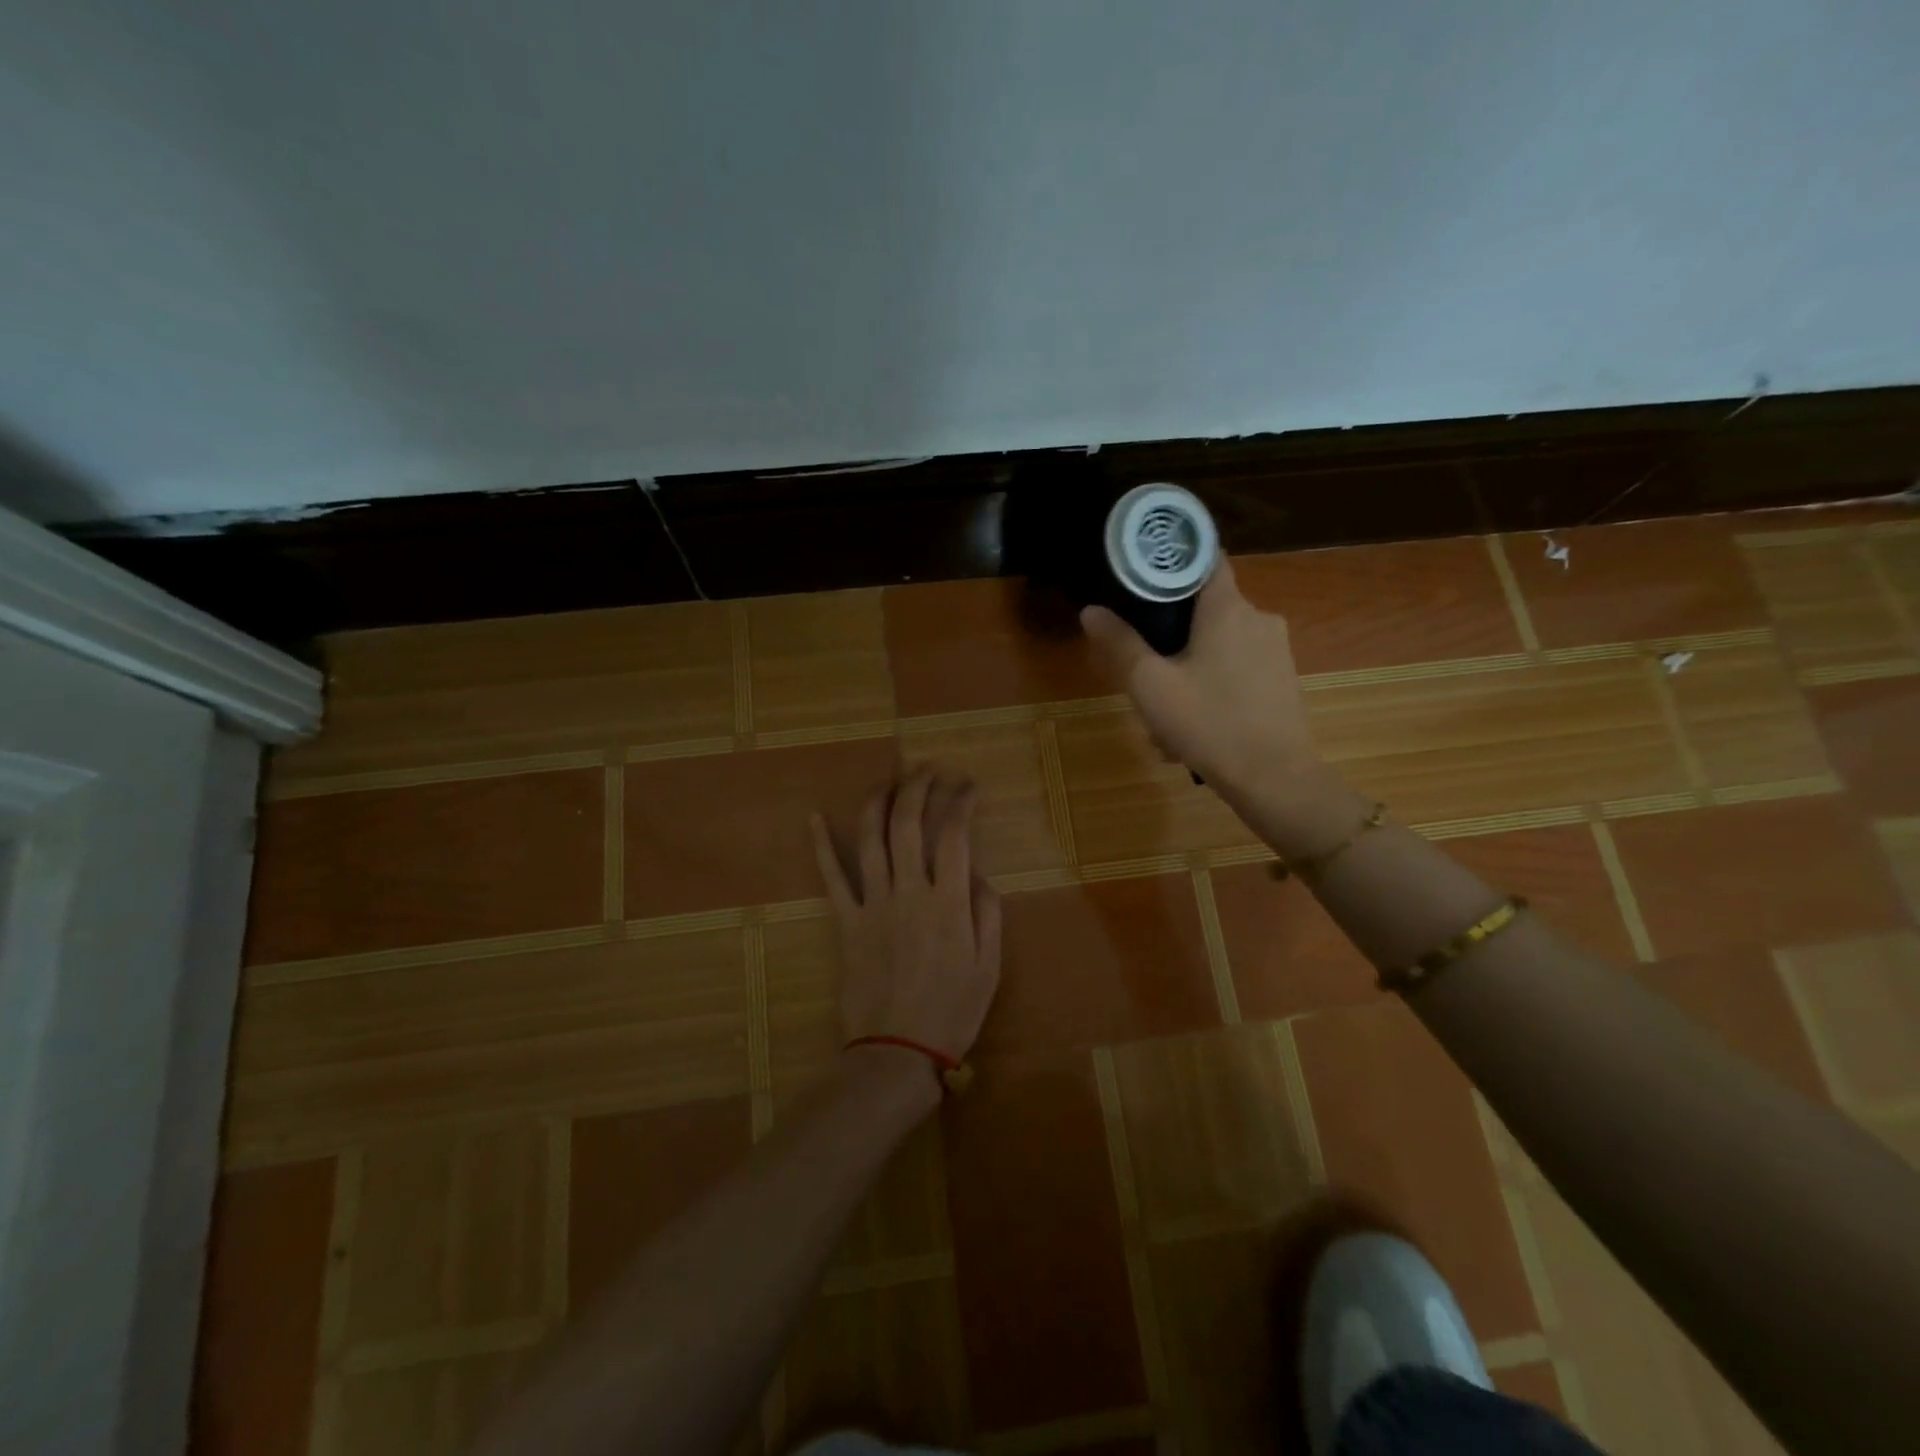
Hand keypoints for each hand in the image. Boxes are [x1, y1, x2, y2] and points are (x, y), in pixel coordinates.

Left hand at [810, 768, 1003, 1074]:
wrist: (896, 1052)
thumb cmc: (952, 1012)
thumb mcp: (989, 966)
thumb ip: (987, 913)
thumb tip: (978, 873)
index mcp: (948, 903)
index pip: (954, 833)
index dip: (961, 801)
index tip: (968, 786)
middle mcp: (909, 892)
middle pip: (909, 823)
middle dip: (919, 787)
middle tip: (929, 770)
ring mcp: (873, 904)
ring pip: (870, 839)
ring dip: (879, 802)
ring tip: (890, 781)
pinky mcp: (846, 922)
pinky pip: (831, 877)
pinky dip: (819, 845)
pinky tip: (812, 816)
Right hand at [1081, 557, 1319, 795]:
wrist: (1275, 779)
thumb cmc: (1209, 723)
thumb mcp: (1150, 686)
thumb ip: (1119, 644)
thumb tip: (1091, 610)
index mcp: (1228, 609)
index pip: (1204, 558)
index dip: (1172, 561)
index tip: (1144, 574)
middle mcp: (1258, 618)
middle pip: (1205, 609)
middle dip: (1171, 635)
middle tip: (1143, 668)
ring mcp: (1275, 650)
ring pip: (1219, 645)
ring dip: (1189, 669)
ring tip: (1164, 715)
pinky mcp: (1282, 679)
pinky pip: (1237, 670)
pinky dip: (1212, 687)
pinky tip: (1193, 727)